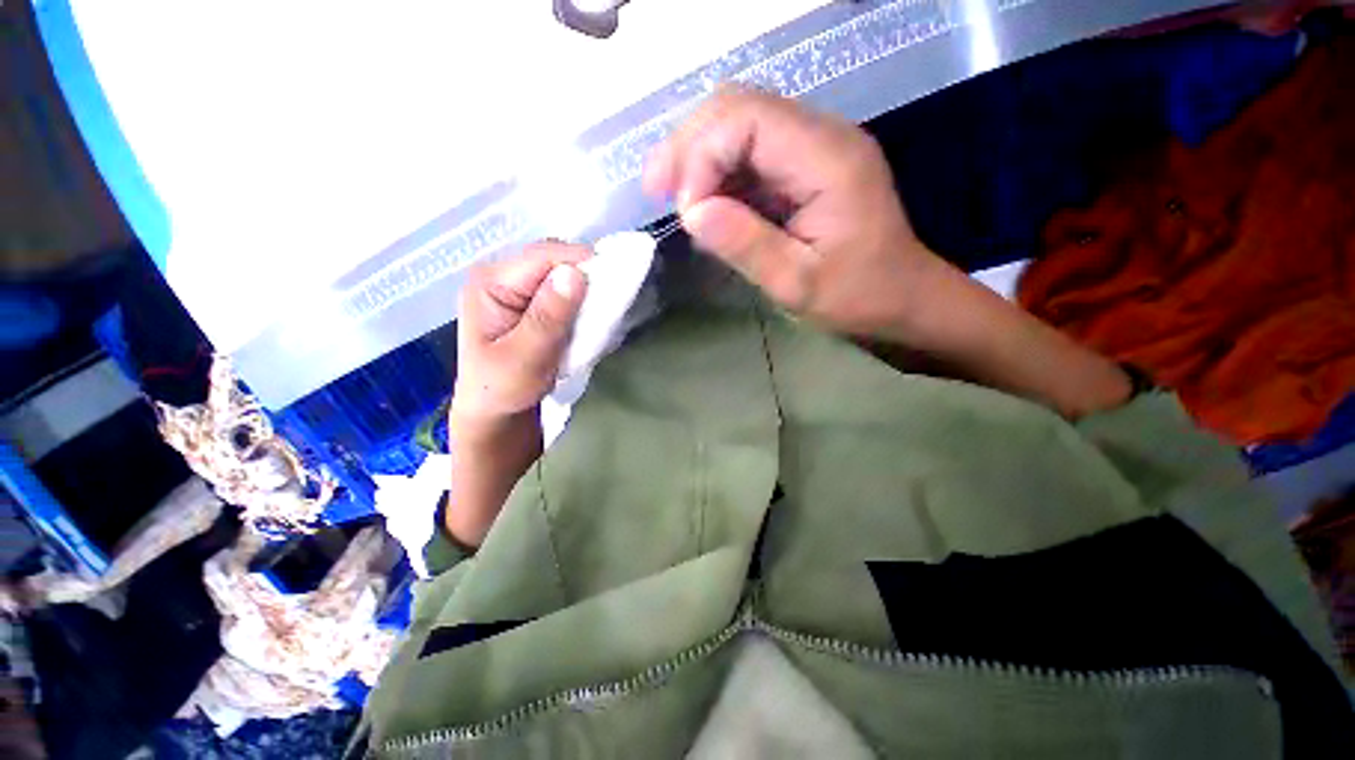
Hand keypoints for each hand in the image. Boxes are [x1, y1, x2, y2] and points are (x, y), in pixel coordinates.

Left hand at [452, 241, 589, 426]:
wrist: (496, 409)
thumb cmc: (502, 388)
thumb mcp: (524, 358)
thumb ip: (547, 318)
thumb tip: (574, 274)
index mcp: (489, 284)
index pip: (541, 257)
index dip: (578, 261)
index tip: (612, 278)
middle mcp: (500, 276)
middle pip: (551, 259)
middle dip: (582, 274)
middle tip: (607, 299)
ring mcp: (515, 287)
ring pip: (559, 272)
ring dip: (583, 288)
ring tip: (600, 308)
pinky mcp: (529, 300)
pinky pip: (561, 288)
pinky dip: (579, 298)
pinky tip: (588, 313)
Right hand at [643, 85, 943, 341]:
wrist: (902, 300)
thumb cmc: (858, 297)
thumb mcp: (798, 284)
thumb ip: (746, 245)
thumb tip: (691, 212)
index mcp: (826, 157)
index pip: (745, 118)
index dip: (701, 156)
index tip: (688, 213)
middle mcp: (820, 136)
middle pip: (737, 106)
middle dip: (689, 146)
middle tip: (657, 191)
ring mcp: (813, 148)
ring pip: (738, 124)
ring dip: (698, 156)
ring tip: (673, 198)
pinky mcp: (804, 167)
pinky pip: (750, 153)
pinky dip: (718, 174)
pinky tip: (705, 206)